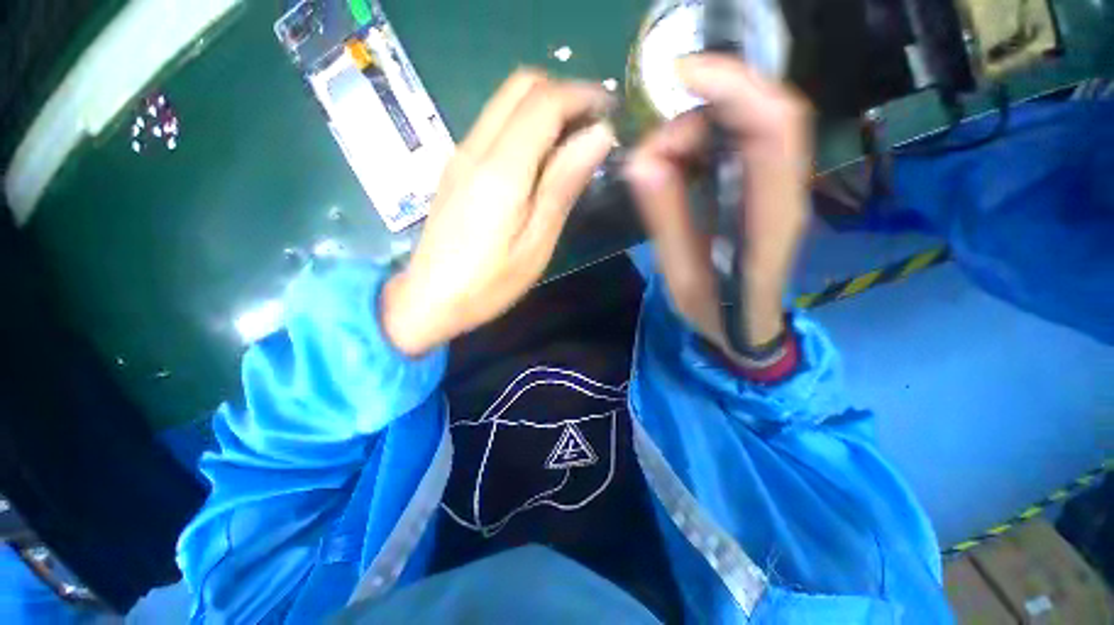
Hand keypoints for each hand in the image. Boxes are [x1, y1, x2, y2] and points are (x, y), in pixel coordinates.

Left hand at [382, 69, 614, 355]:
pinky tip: (541, 159)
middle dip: (564, 93)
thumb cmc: (489, 282)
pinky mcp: (456, 167)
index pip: (544, 102)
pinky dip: (525, 126)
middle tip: (593, 124)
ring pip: (506, 102)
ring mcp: (461, 155)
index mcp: (501, 169)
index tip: (612, 111)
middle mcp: (476, 148)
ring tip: (574, 141)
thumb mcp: (536, 242)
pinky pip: (495, 126)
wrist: (429, 299)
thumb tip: (597, 137)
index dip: (583, 95)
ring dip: (545, 108)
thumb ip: (563, 185)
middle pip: (521, 86)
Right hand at [625, 54, 811, 358]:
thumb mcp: (681, 275)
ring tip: (657, 167)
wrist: (744, 327)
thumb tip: (642, 161)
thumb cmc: (715, 311)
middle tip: (651, 149)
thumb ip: (666, 219)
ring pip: (743, 122)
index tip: (678, 76)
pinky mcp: (759, 185)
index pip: (773, 127)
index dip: (733, 86)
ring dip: (693, 130)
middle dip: (700, 109)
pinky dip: (698, 141)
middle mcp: (784, 188)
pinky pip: (733, 141)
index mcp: (770, 216)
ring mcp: (775, 184)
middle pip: (760, 111)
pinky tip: (674, 167)